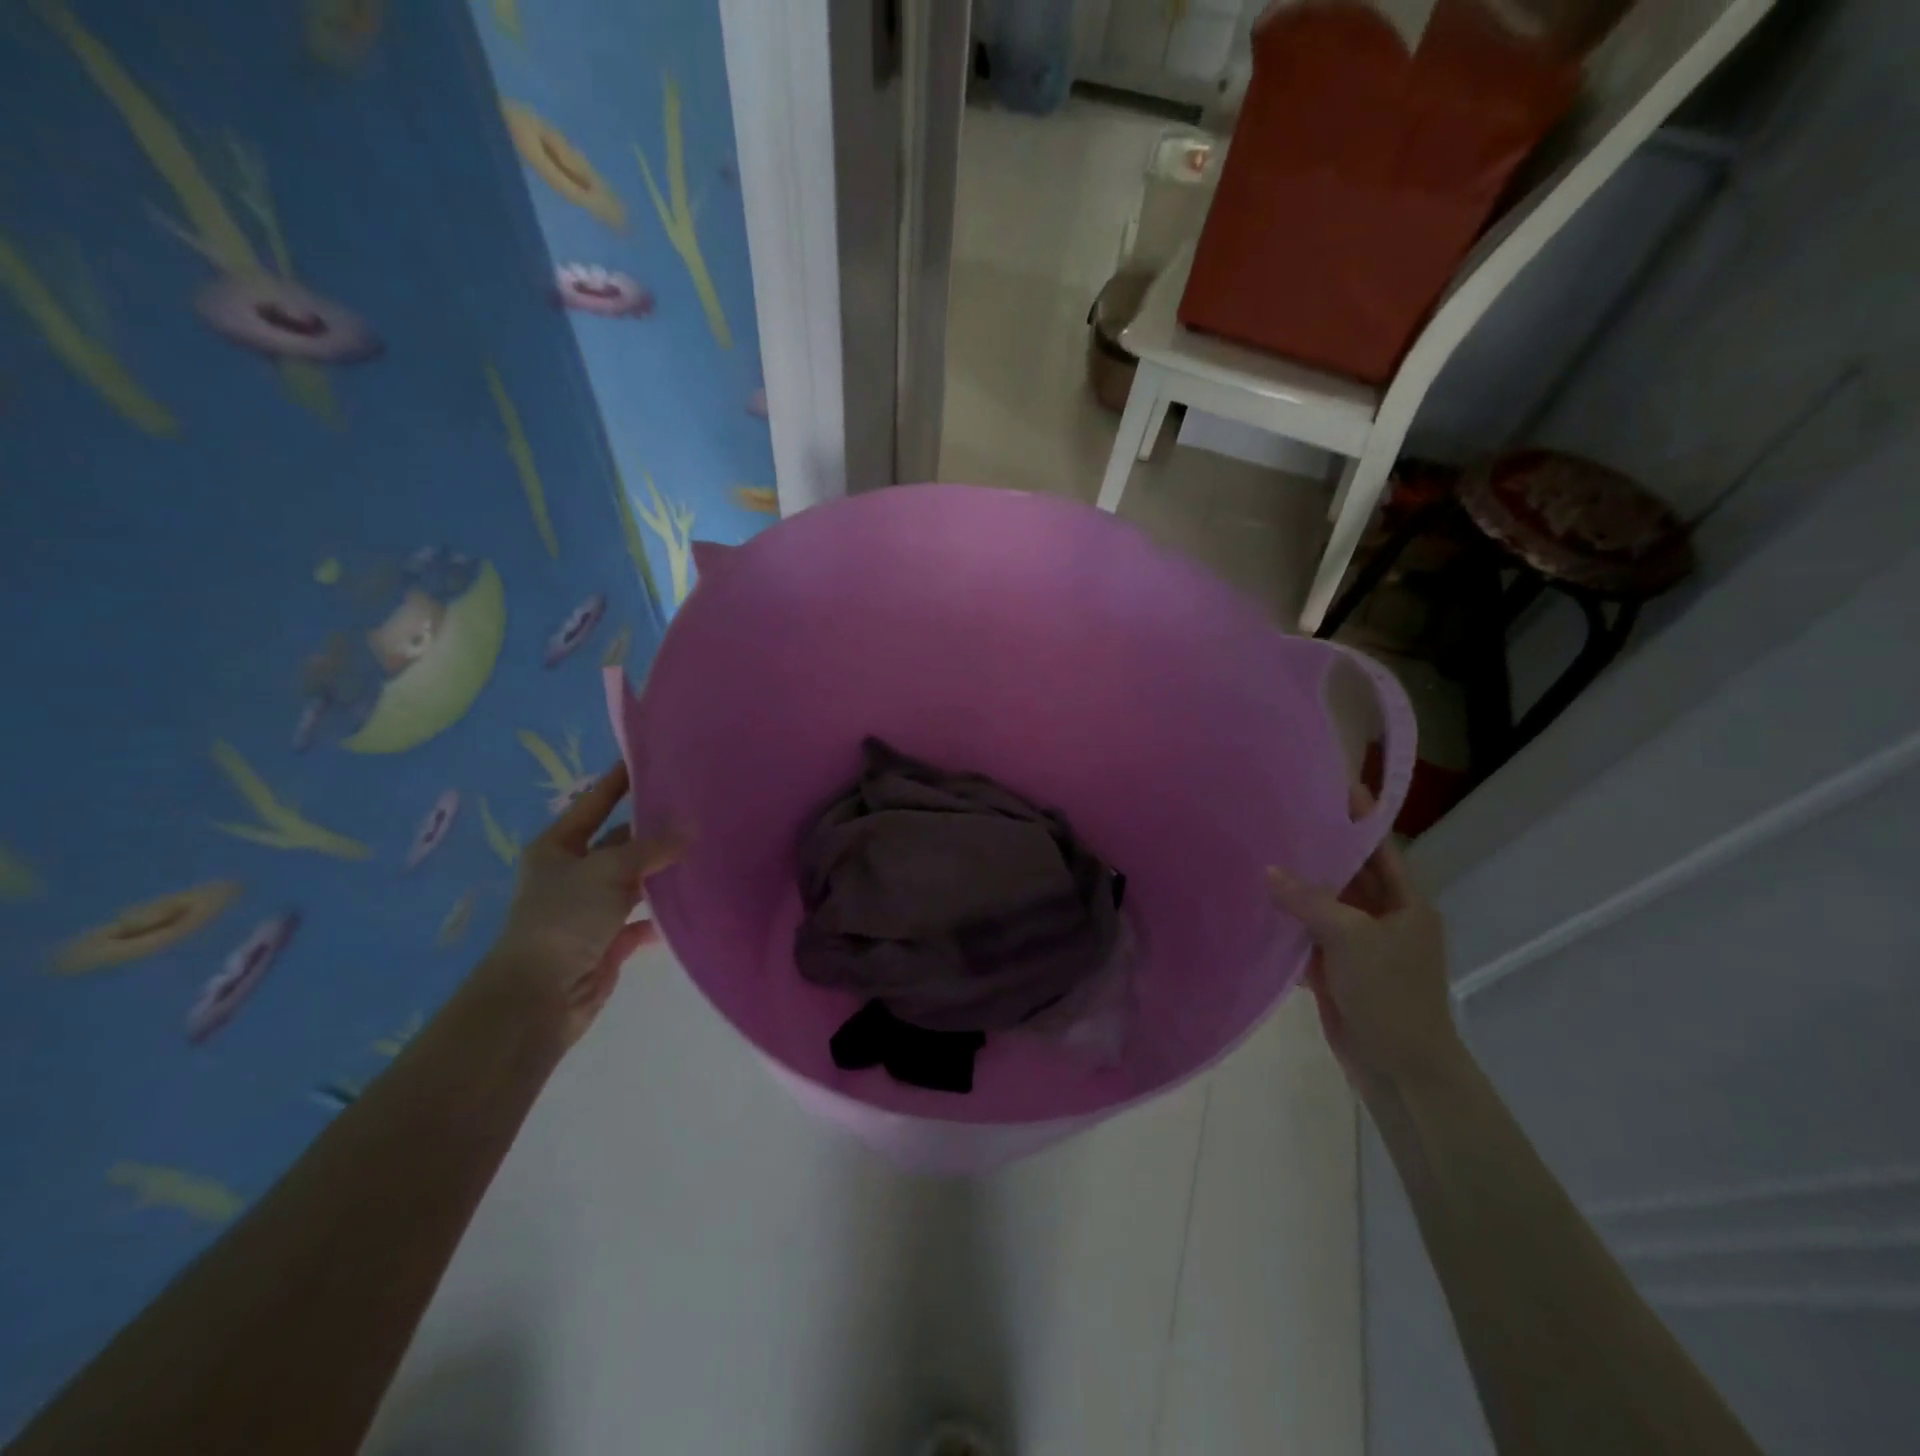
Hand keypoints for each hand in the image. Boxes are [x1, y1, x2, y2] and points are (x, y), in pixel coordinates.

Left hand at [476, 761, 685, 1045]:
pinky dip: (663, 917)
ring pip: (634, 882)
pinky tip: (692, 905)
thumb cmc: (564, 918)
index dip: (618, 781)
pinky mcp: (607, 942)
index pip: (593, 804)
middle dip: (652, 830)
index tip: (648, 759)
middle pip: (619, 843)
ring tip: (704, 853)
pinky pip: (642, 922)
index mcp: (557, 848)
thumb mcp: (609, 870)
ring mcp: (590, 910)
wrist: (539, 997)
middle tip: (696, 809)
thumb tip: (692, 826)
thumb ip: (652, 847)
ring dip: (662, 873)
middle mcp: (572, 874)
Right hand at [1268, 804, 1458, 1096]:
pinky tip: (1256, 907)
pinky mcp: (1337, 970)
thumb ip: (1309, 901)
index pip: (1379, 849)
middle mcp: (1384, 919)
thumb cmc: (1390, 995)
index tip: (1332, 785)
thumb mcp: (1352, 939)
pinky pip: (1309, 936)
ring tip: (1258, 853)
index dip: (1358, 818)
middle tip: (1279, 817)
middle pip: (1348, 875)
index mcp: (1405, 905)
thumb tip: (1269, 871)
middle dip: (1318, 850)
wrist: (1400, 1069)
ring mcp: (1359, 946)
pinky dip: (1287, 924)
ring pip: (1324, 905)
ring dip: (1297, 887)